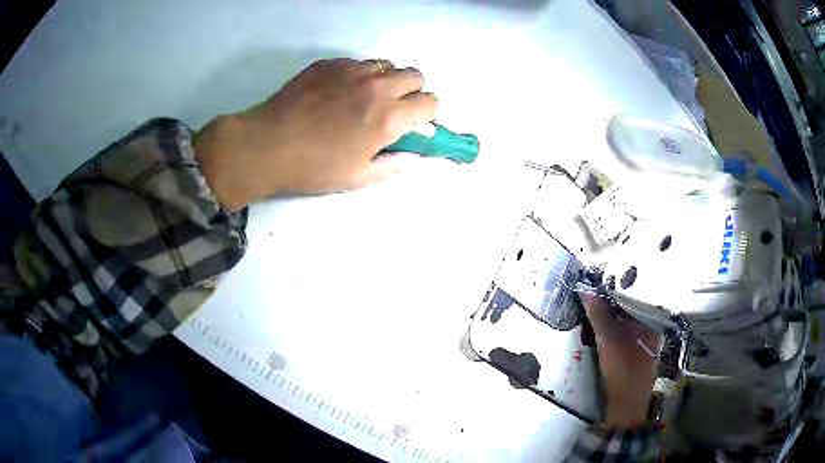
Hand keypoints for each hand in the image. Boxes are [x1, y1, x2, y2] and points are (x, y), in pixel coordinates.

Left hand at [194, 58, 438, 210]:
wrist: (266, 145)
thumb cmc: (313, 167)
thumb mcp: (358, 178)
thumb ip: (393, 164)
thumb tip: (413, 155)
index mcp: (389, 118)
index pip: (431, 102)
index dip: (430, 114)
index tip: (418, 124)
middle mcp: (377, 87)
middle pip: (415, 75)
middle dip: (414, 92)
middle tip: (395, 109)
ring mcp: (351, 70)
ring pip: (387, 64)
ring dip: (387, 80)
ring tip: (366, 98)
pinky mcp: (329, 63)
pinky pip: (358, 62)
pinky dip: (360, 75)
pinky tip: (340, 92)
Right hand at [579, 292, 658, 427]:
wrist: (626, 404)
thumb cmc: (623, 371)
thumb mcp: (609, 342)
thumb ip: (599, 315)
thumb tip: (586, 290)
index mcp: (652, 320)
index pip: (637, 293)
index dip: (619, 284)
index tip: (602, 277)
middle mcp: (651, 325)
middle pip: (631, 303)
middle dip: (613, 296)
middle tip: (594, 287)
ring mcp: (644, 337)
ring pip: (627, 315)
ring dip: (612, 309)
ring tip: (595, 299)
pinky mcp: (635, 347)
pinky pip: (624, 327)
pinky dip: (613, 322)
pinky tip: (601, 319)